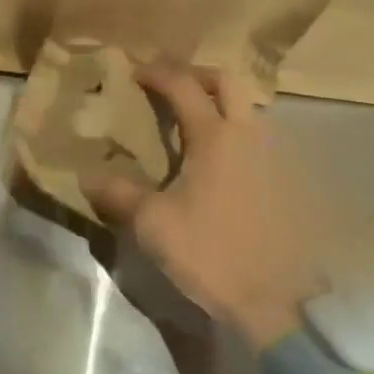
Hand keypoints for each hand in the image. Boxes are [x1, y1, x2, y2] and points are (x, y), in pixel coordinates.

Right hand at [85, 63, 325, 348]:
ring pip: (248, 107)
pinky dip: (236, 130)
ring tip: (194, 120)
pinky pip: (258, 136)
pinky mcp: (286, 180)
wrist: (276, 302)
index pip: (183, 86)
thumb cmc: (210, 253)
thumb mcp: (153, 224)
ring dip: (220, 102)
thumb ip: (119, 193)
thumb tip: (87, 176)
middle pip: (226, 82)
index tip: (134, 71)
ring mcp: (273, 156)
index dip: (157, 73)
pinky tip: (220, 158)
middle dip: (196, 74)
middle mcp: (247, 134)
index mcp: (214, 136)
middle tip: (171, 85)